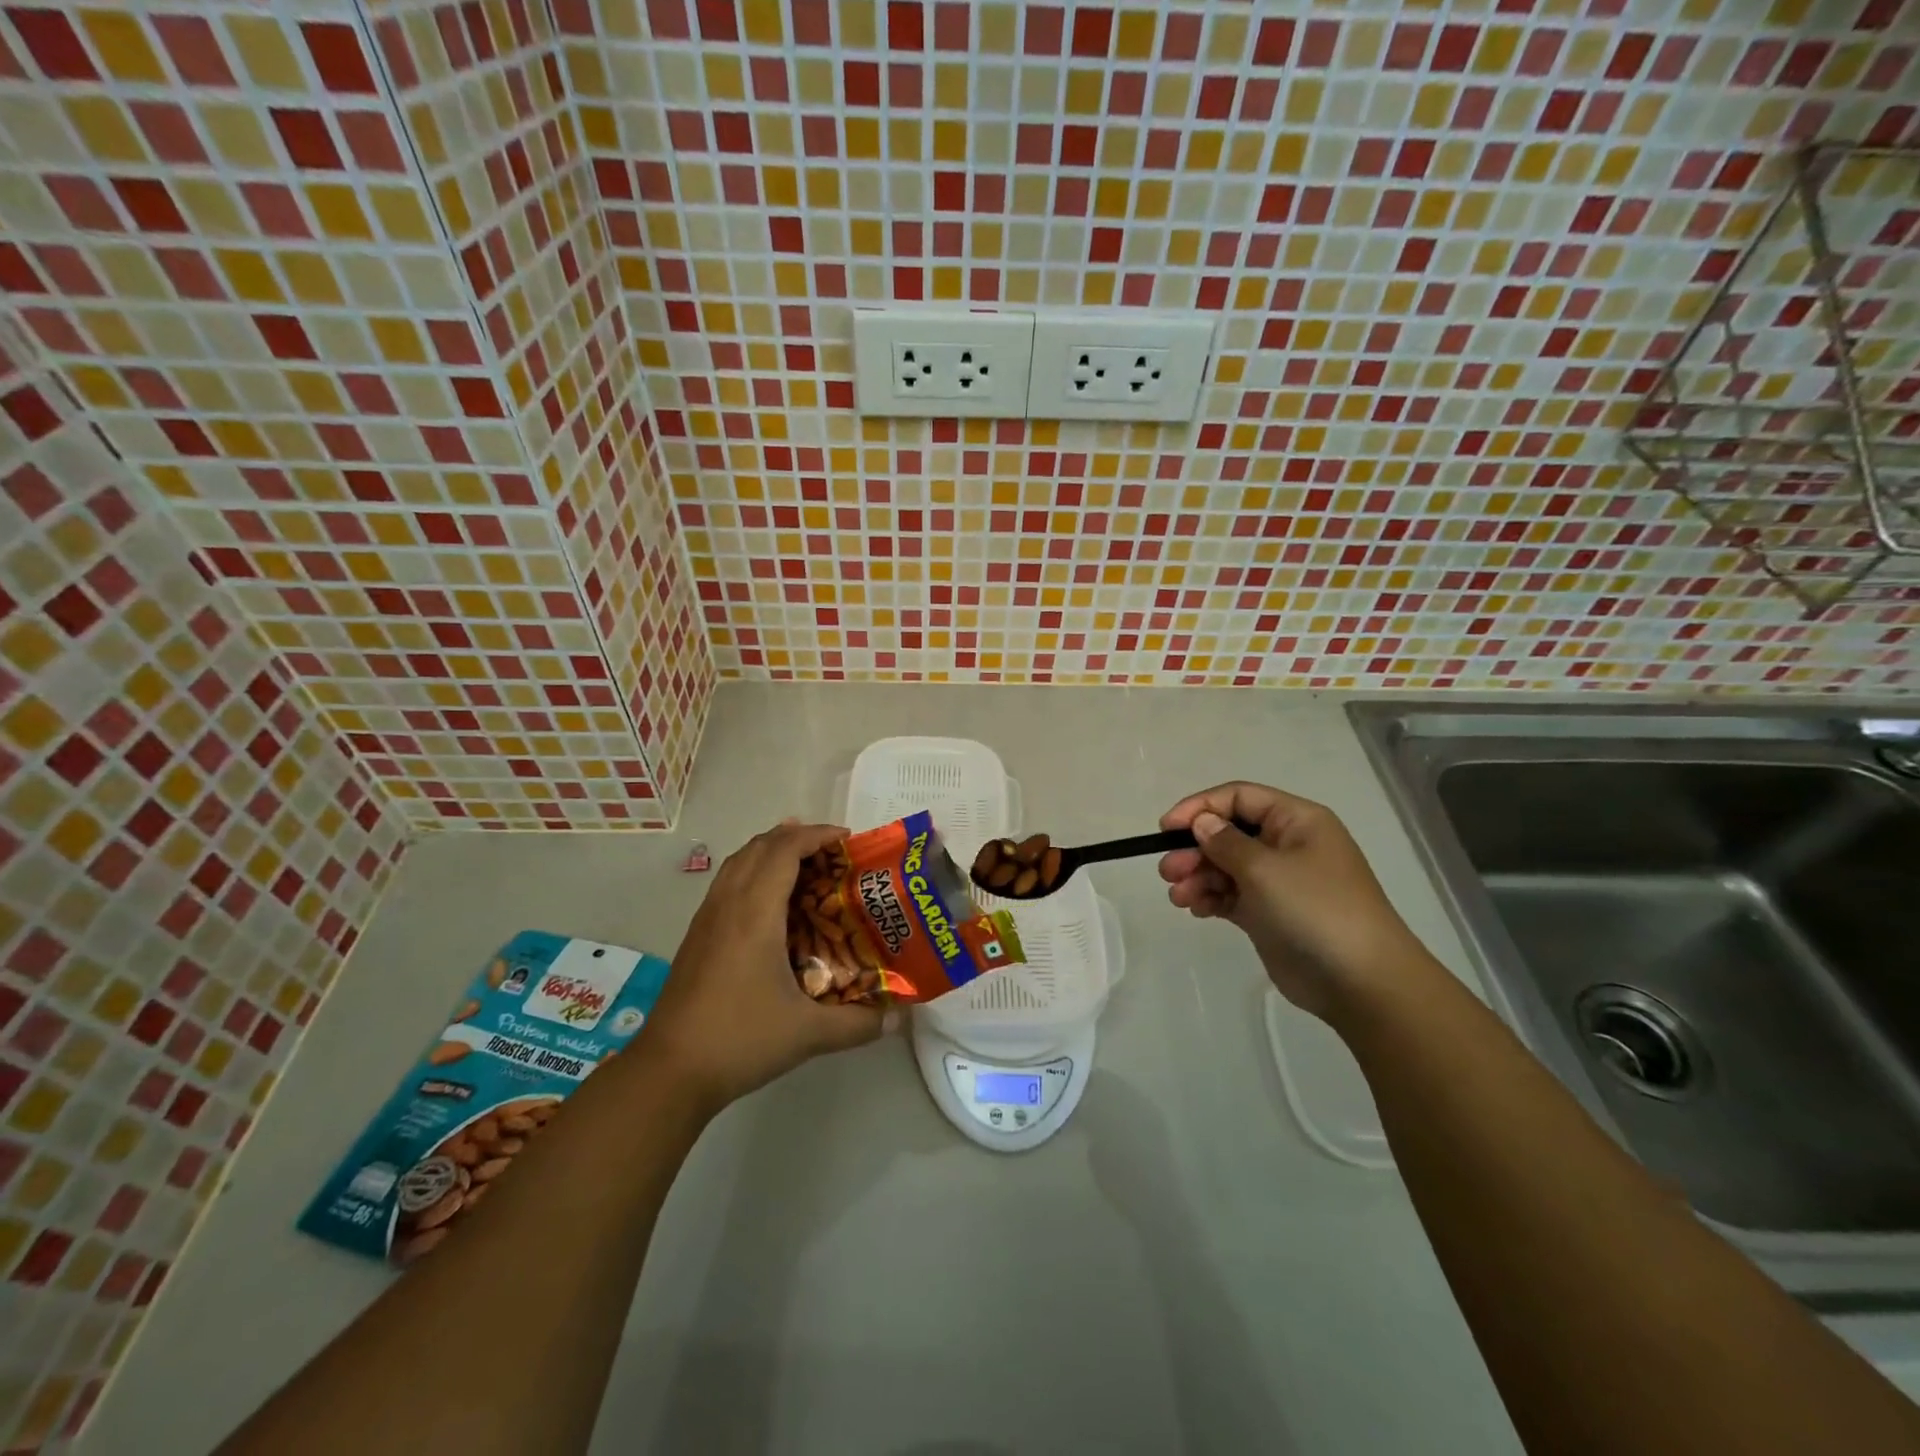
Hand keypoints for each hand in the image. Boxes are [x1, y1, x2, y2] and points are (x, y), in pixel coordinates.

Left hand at [638, 821, 883, 1110]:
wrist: (668, 1071)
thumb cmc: (740, 1040)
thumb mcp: (808, 1034)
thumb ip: (858, 1024)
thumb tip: (897, 1020)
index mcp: (755, 913)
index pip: (784, 849)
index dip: (817, 835)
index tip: (848, 839)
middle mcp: (728, 903)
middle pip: (760, 846)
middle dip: (797, 837)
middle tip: (833, 853)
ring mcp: (707, 918)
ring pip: (739, 861)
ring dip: (772, 851)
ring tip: (805, 865)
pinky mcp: (696, 935)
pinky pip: (727, 881)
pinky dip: (754, 871)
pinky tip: (771, 904)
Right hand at [1159, 782, 1430, 1019]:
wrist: (1361, 982)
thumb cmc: (1315, 910)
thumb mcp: (1265, 868)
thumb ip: (1226, 842)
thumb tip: (1202, 823)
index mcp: (1297, 821)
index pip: (1239, 797)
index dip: (1200, 807)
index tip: (1166, 828)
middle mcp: (1288, 845)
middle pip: (1228, 833)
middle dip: (1194, 848)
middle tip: (1167, 871)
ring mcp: (1279, 881)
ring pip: (1225, 866)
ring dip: (1197, 876)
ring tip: (1178, 896)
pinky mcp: (1269, 914)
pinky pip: (1231, 895)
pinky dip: (1210, 897)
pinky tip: (1195, 908)